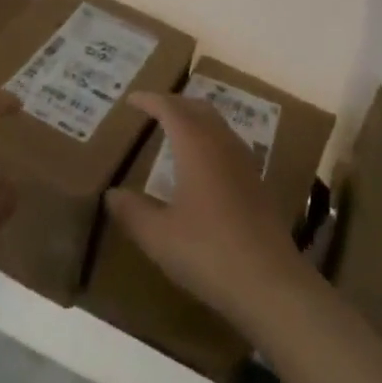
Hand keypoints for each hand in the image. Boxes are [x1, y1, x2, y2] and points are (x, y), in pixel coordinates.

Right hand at [104, 91, 308, 329]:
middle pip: (196, 108)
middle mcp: (222, 143)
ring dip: (194, 119)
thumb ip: (132, 212)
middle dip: (173, 103)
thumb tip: (111, 194)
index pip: (170, 108)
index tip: (131, 99)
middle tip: (151, 111)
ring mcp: (244, 161)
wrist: (270, 282)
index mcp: (196, 145)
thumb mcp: (159, 237)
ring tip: (174, 132)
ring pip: (216, 123)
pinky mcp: (257, 181)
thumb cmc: (208, 252)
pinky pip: (228, 142)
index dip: (150, 100)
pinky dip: (209, 138)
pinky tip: (203, 165)